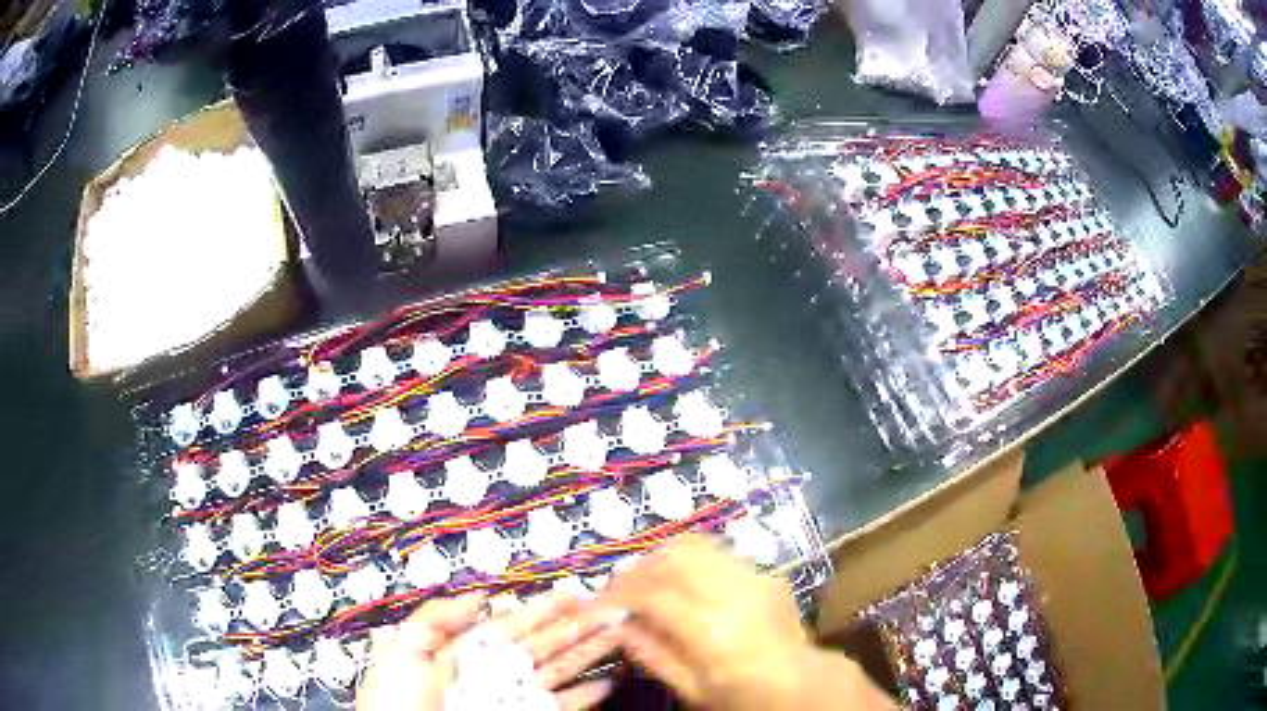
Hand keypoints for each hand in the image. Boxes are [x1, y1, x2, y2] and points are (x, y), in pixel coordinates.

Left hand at [357, 592, 623, 710]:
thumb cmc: (395, 703)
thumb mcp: (401, 651)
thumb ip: (436, 619)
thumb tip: (478, 596)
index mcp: (463, 652)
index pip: (512, 625)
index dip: (543, 609)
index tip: (573, 593)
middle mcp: (493, 674)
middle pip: (544, 645)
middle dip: (578, 627)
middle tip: (613, 609)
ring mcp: (512, 699)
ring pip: (559, 672)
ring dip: (590, 655)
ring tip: (620, 636)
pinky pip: (562, 706)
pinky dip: (586, 696)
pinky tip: (607, 681)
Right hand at [598, 536, 810, 708]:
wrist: (802, 682)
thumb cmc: (742, 694)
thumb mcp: (692, 690)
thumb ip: (653, 656)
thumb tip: (619, 625)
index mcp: (712, 632)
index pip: (653, 596)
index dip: (619, 593)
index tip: (600, 600)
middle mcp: (733, 594)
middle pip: (673, 557)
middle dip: (639, 567)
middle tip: (622, 586)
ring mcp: (754, 578)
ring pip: (696, 545)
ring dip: (663, 556)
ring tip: (650, 578)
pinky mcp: (766, 573)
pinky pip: (720, 553)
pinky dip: (692, 559)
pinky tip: (685, 580)